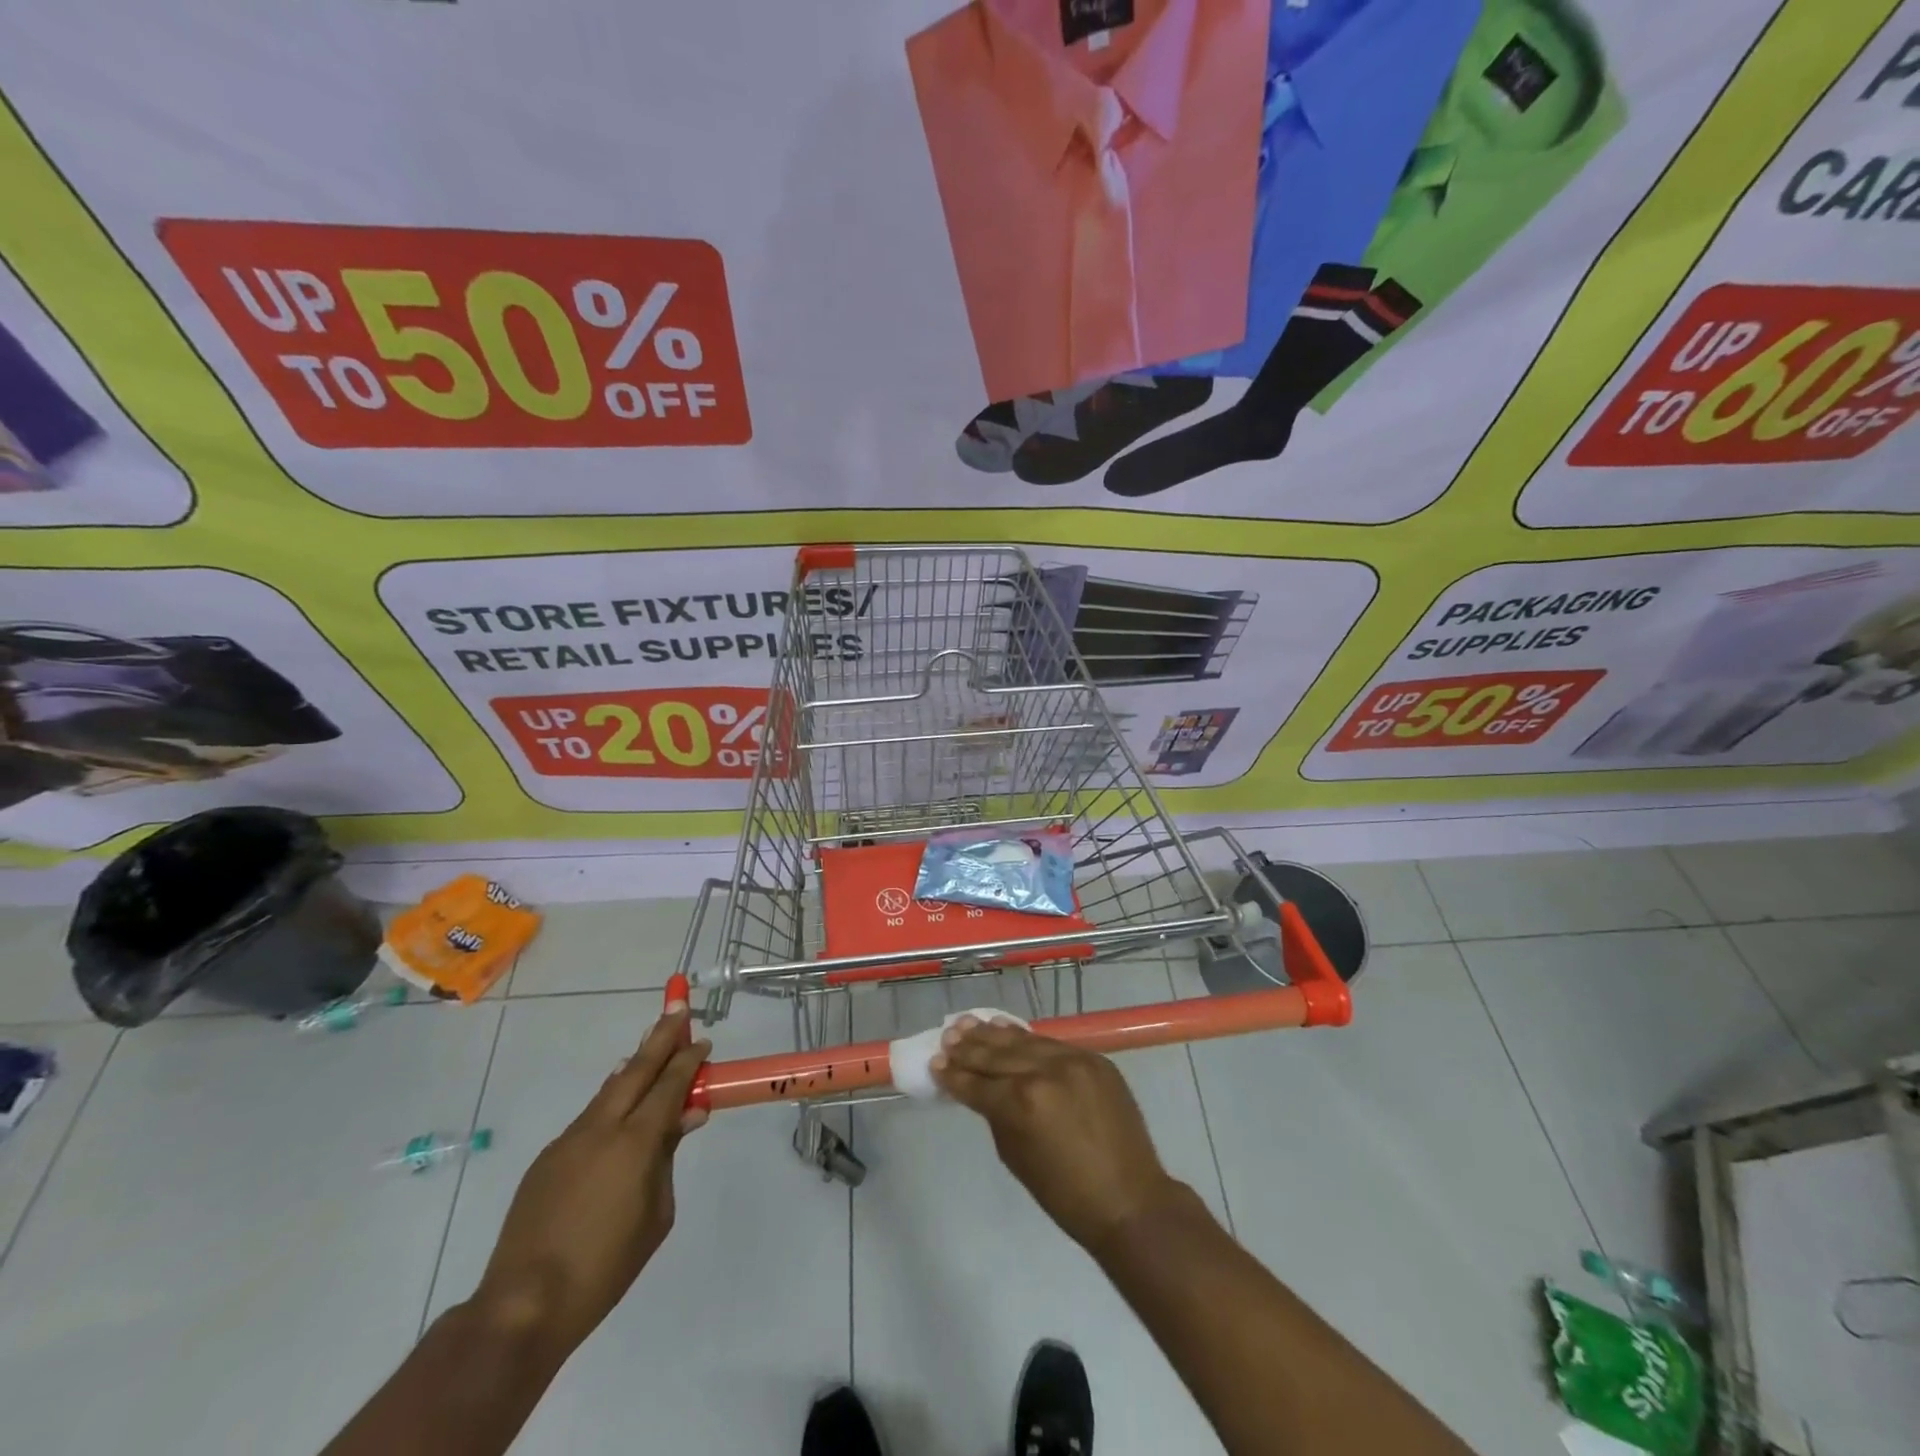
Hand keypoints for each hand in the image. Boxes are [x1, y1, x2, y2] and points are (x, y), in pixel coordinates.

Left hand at [471, 1000, 710, 1357]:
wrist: (524, 1304)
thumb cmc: (606, 1266)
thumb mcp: (657, 1214)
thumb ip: (668, 1158)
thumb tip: (683, 1118)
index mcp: (635, 1143)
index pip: (669, 1085)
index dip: (688, 1060)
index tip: (703, 1040)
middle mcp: (601, 1129)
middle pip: (636, 1070)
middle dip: (660, 1038)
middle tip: (677, 1008)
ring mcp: (569, 1140)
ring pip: (610, 1089)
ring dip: (634, 1065)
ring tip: (651, 1046)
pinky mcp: (548, 1158)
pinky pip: (590, 1116)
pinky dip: (611, 1099)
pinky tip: (619, 1105)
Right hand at [931, 1019, 1178, 1252]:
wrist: (1130, 1200)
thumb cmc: (1066, 1195)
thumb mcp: (1017, 1158)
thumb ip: (997, 1116)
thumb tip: (984, 1092)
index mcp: (1022, 1104)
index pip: (978, 1084)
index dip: (953, 1076)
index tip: (935, 1063)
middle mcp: (1045, 1072)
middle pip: (997, 1055)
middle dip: (969, 1048)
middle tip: (947, 1038)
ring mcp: (1073, 1061)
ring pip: (1024, 1041)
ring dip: (994, 1034)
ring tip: (969, 1024)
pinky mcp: (1094, 1058)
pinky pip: (1052, 1043)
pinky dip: (1027, 1038)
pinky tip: (1008, 1030)